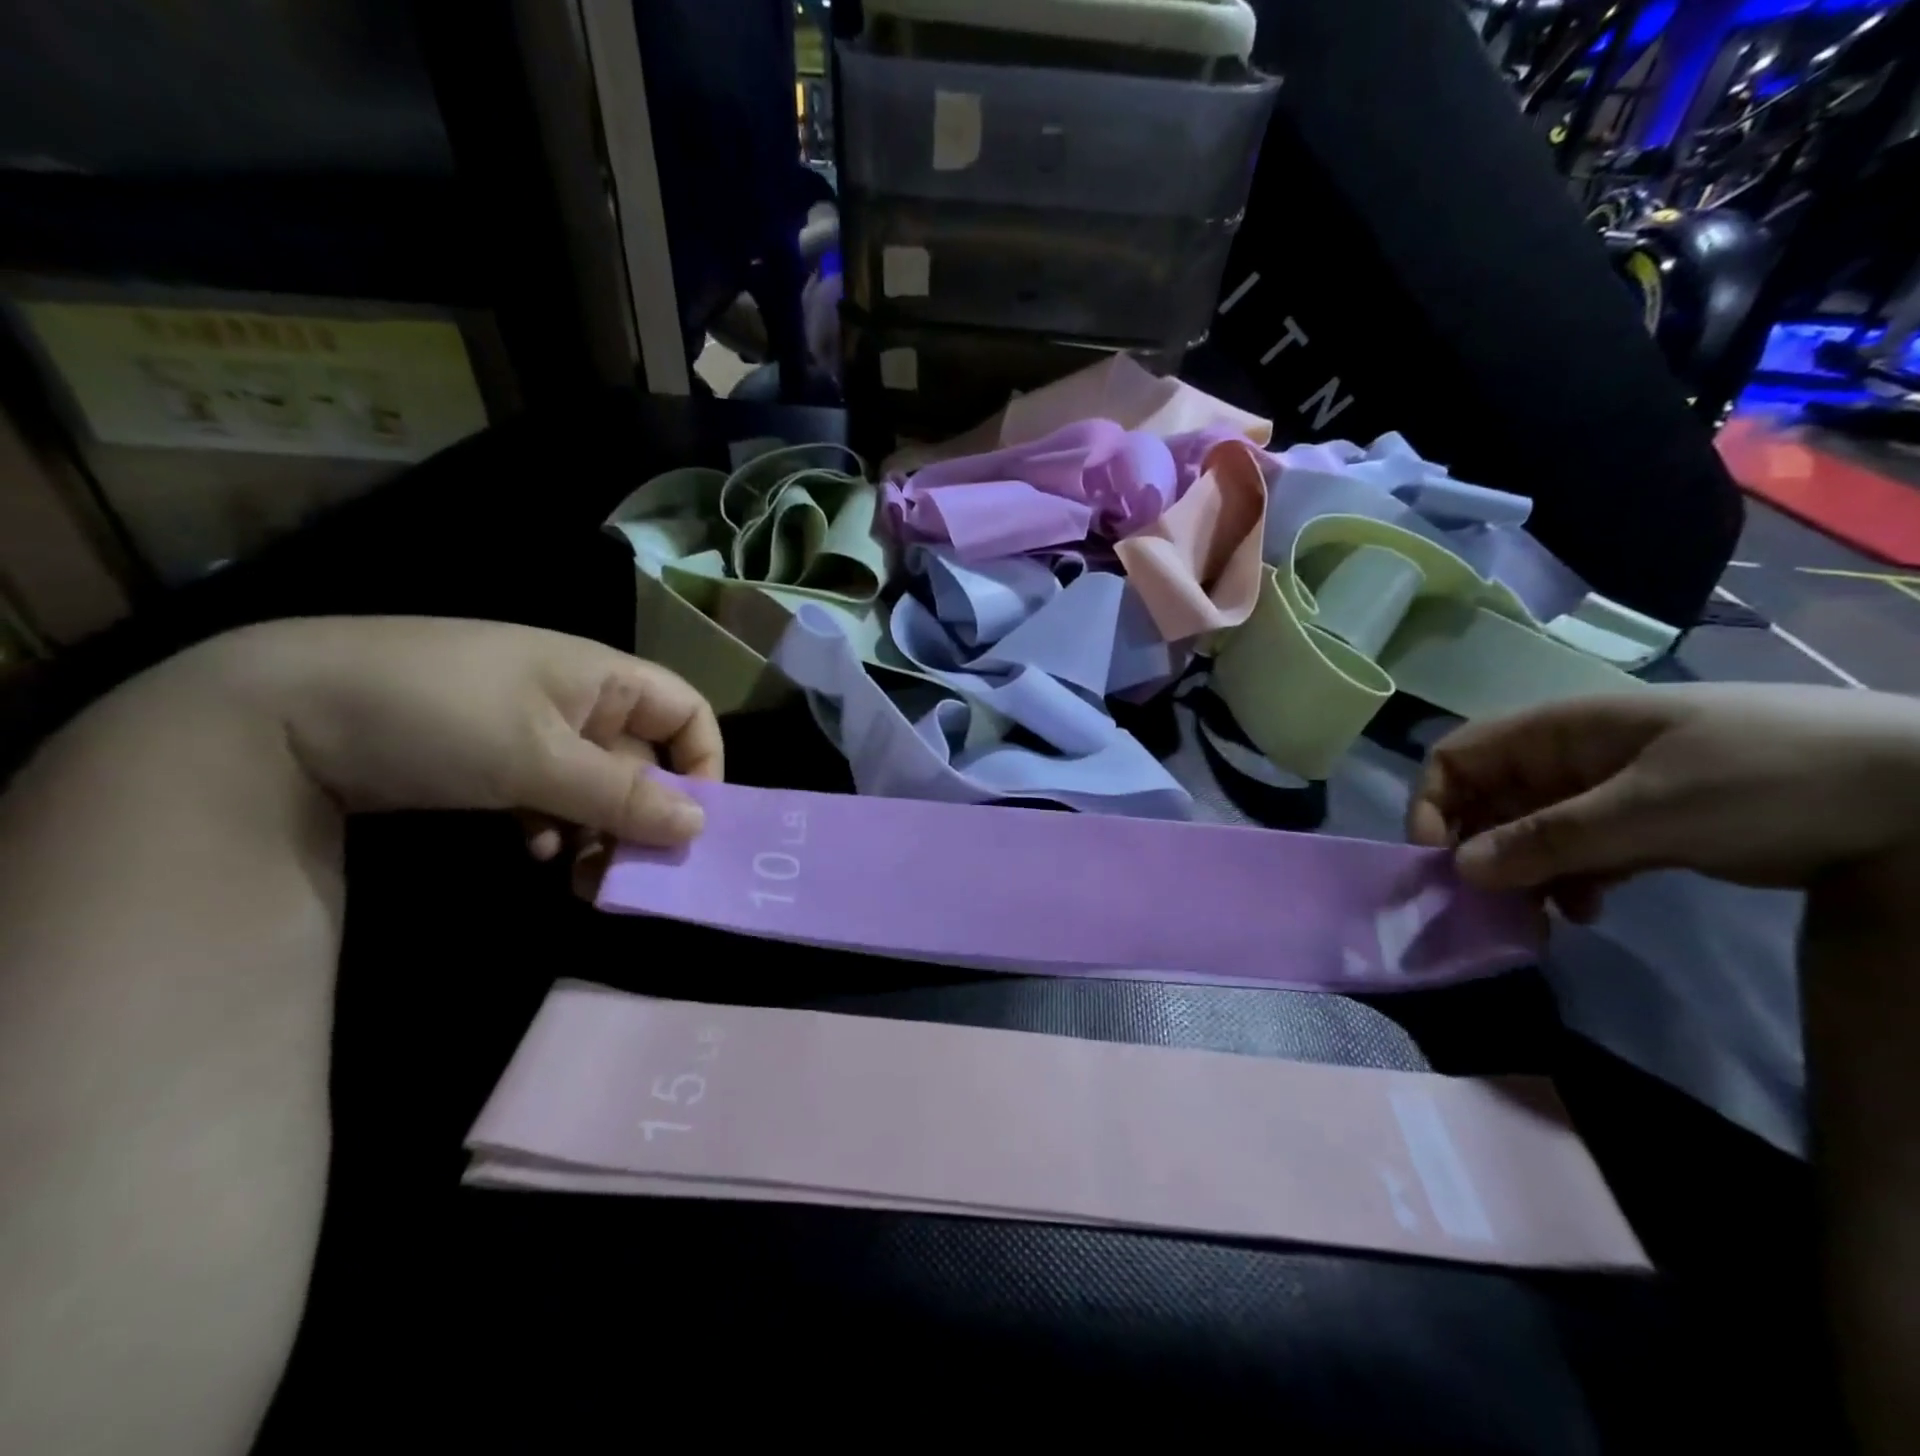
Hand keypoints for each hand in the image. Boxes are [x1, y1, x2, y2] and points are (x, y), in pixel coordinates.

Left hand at [197, 617, 722, 847]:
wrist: (277, 711)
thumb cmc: (436, 716)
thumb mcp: (537, 759)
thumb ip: (622, 795)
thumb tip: (699, 827)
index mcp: (601, 678)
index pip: (687, 713)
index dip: (703, 764)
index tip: (692, 823)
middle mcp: (578, 699)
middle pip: (643, 759)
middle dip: (644, 816)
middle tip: (630, 870)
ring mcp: (533, 728)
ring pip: (597, 785)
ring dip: (599, 831)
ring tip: (580, 878)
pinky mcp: (493, 757)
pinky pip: (551, 794)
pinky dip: (553, 825)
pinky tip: (531, 851)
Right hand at [1407, 684, 1919, 918]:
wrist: (1914, 791)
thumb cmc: (1766, 774)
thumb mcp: (1651, 809)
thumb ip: (1549, 839)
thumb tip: (1460, 868)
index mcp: (1556, 732)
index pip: (1456, 757)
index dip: (1433, 804)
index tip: (1441, 862)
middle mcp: (1566, 759)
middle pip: (1486, 801)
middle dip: (1477, 852)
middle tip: (1488, 907)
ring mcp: (1602, 794)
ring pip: (1527, 834)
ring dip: (1521, 876)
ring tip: (1539, 921)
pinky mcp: (1638, 827)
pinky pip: (1574, 855)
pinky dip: (1567, 883)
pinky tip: (1588, 911)